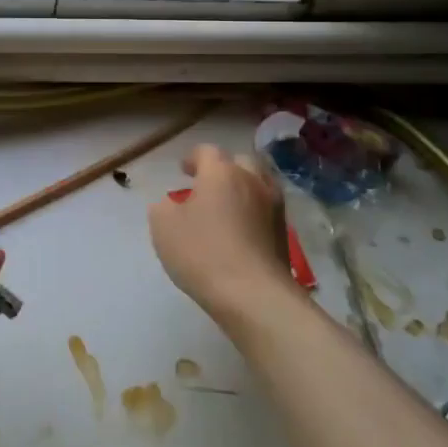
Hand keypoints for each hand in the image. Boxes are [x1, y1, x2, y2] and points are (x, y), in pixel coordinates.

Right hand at [148, 144, 295, 323]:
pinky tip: (242, 229)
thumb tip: (171, 205)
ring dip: (243, 187)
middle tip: (207, 184)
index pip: (207, 152)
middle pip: (239, 161)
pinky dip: (254, 211)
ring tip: (227, 206)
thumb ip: (163, 208)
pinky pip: (267, 209)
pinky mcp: (285, 232)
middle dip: (223, 168)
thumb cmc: (202, 253)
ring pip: (259, 183)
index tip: (183, 170)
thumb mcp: (163, 227)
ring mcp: (273, 206)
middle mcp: (252, 181)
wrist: (254, 294)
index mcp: (221, 173)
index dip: (193, 158)